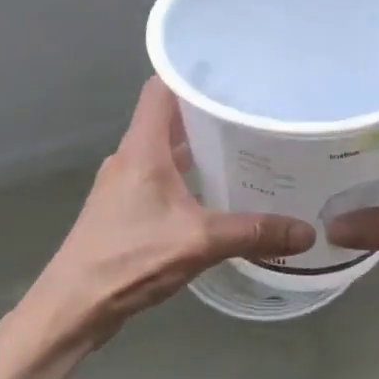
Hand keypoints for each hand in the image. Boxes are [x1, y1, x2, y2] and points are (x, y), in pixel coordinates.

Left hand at [25, 78, 316, 346]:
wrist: (72, 307)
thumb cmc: (129, 260)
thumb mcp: (199, 242)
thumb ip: (253, 233)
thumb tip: (306, 231)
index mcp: (142, 148)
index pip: (161, 88)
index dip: (191, 73)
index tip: (230, 71)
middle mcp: (129, 157)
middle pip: (167, 117)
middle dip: (205, 111)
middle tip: (250, 111)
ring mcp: (123, 184)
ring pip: (164, 149)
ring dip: (196, 145)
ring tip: (241, 147)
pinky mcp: (123, 209)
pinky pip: (159, 176)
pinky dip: (186, 174)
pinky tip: (214, 192)